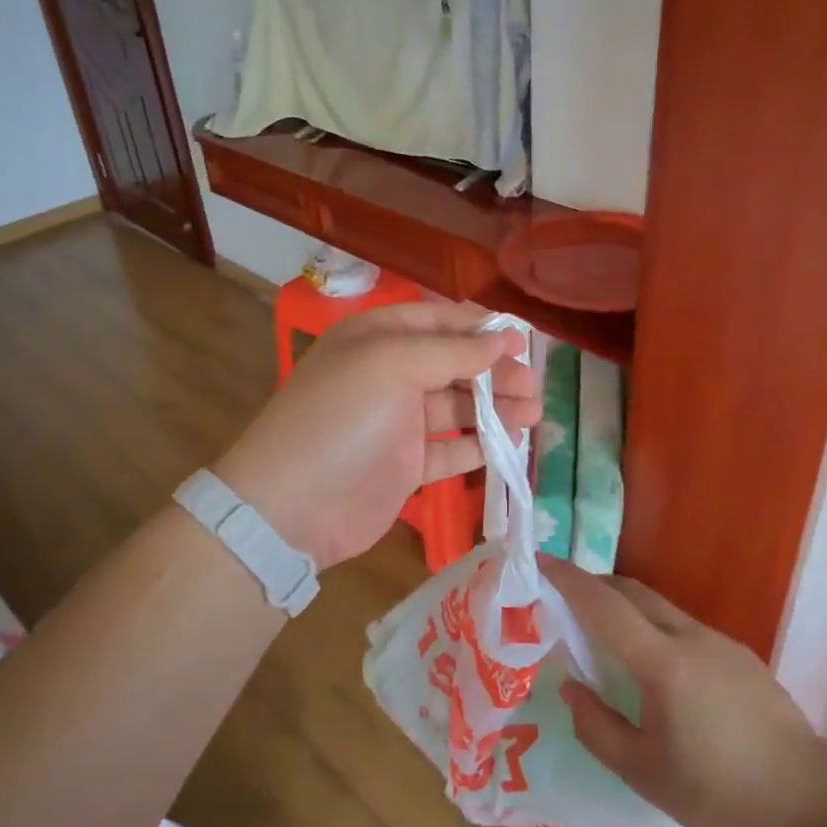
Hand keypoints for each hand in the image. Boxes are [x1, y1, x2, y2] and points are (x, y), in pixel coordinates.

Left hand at [213, 302, 540, 567]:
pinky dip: (480, 445)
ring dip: (496, 408)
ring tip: (535, 413)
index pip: (438, 320)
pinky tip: (510, 444)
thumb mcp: (393, 366)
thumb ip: (452, 352)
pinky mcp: (406, 465)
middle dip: (495, 371)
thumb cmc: (341, 418)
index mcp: (377, 338)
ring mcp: (397, 422)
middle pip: (453, 364)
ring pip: (458, 406)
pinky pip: (451, 448)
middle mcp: (388, 374)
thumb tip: (503, 339)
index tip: (521, 340)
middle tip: (533, 384)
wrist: (291, 506)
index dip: (479, 327)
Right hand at [539, 557, 826, 826]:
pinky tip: (657, 668)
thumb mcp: (645, 774)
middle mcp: (689, 637)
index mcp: (662, 662)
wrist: (811, 802)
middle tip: (566, 600)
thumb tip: (571, 688)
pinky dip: (654, 626)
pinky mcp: (740, 654)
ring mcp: (719, 641)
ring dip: (626, 606)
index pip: (603, 604)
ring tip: (606, 636)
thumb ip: (598, 728)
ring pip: (660, 606)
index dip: (569, 579)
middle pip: (632, 591)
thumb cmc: (720, 793)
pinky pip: (683, 625)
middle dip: (595, 585)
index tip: (541, 561)